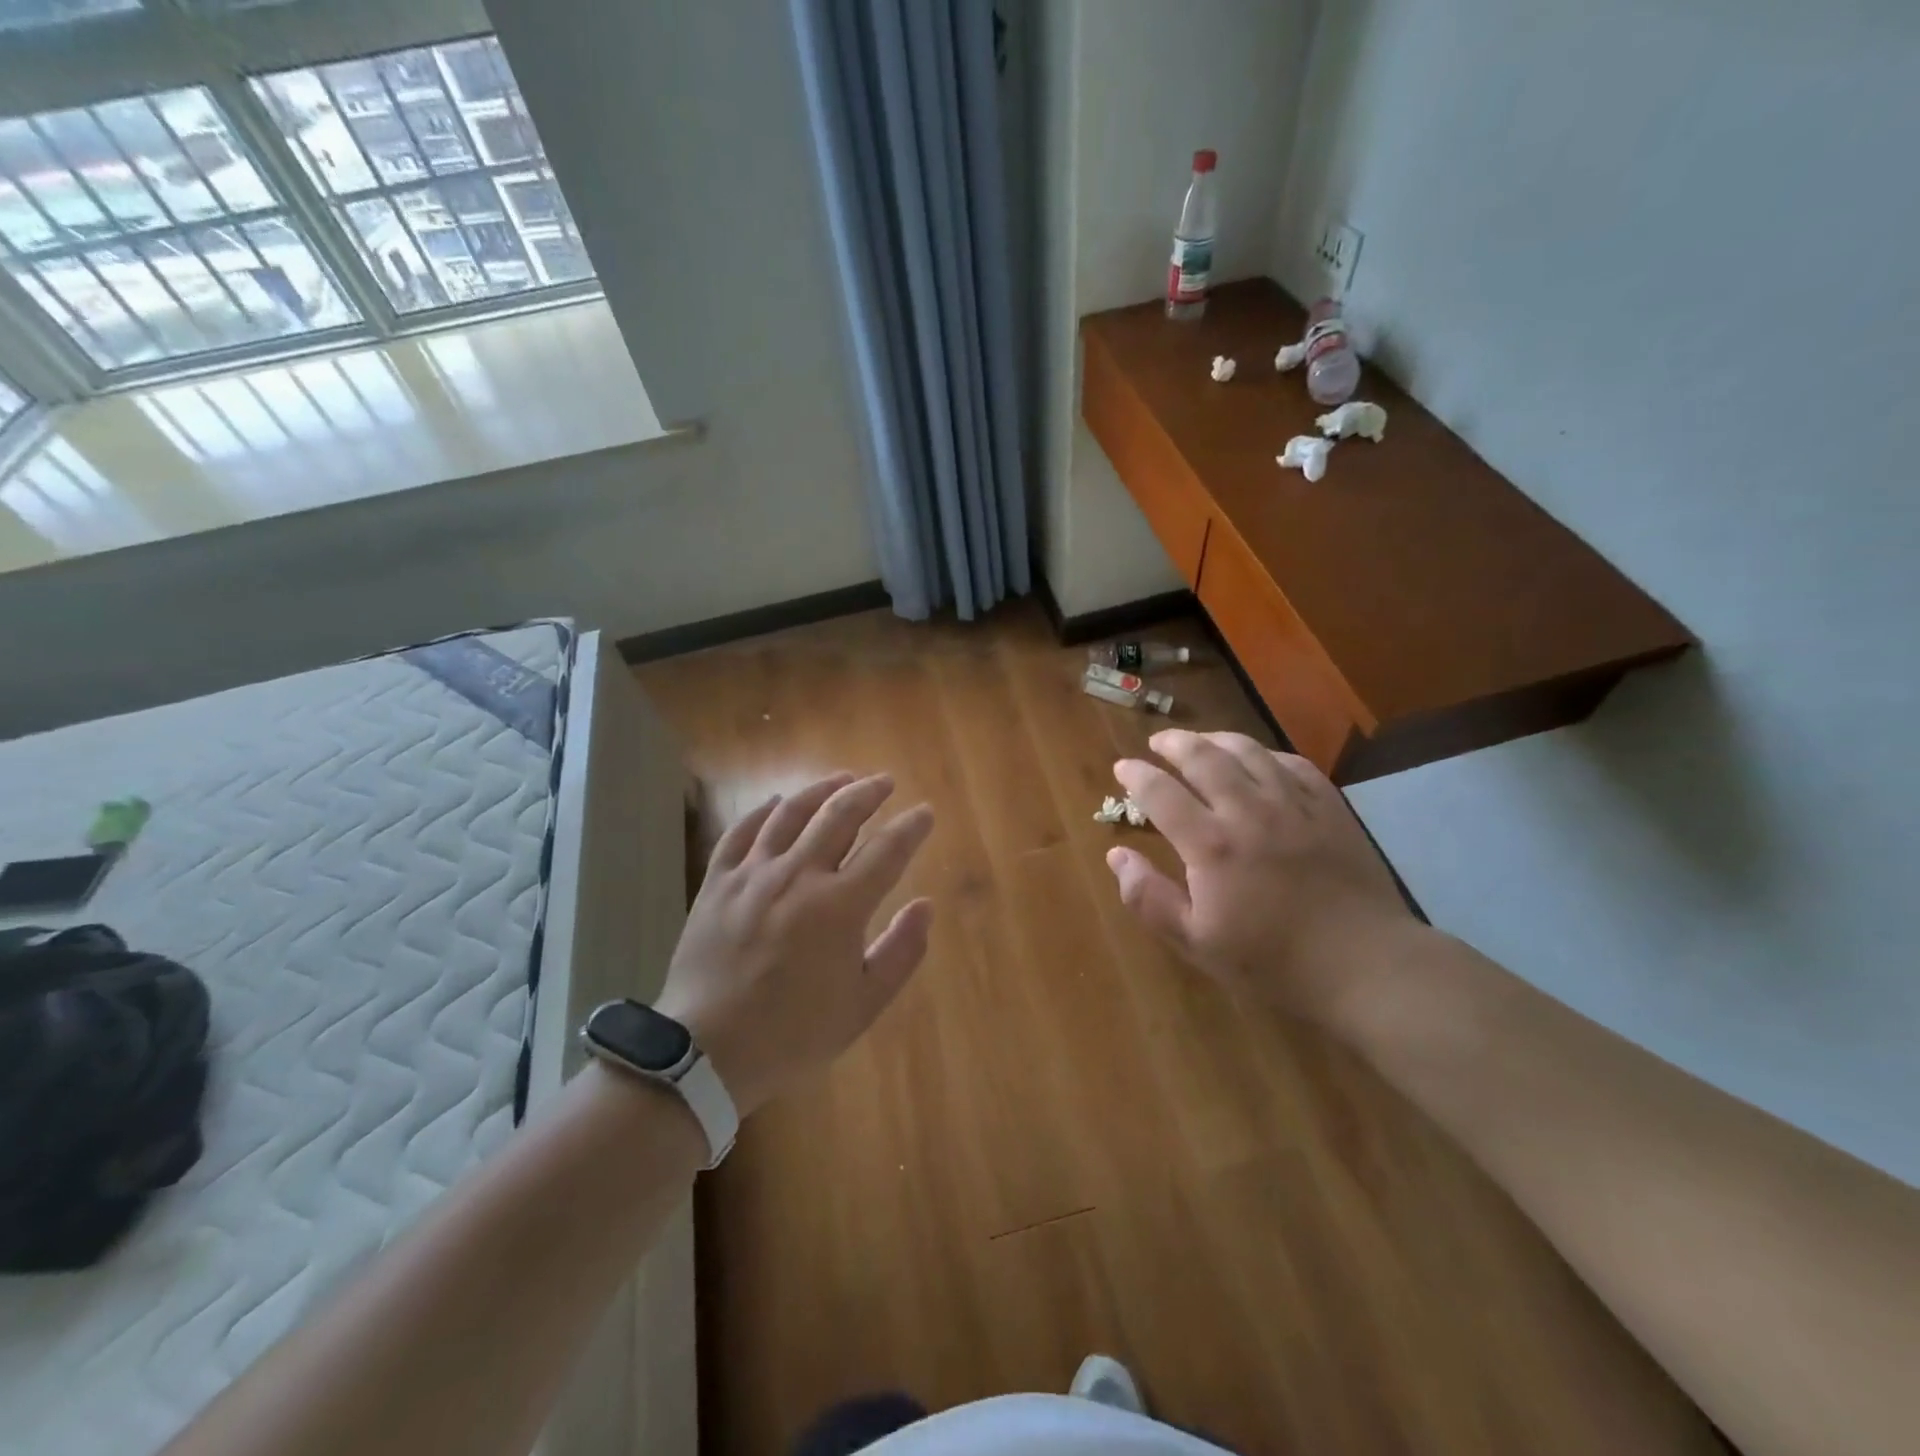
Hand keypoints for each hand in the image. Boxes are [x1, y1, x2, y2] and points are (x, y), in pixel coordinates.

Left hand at [653, 773, 934, 1116]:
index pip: (887, 850)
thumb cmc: (794, 1033)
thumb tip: (925, 906)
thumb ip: (901, 952)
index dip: (910, 827)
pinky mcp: (717, 883)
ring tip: (841, 778)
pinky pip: (741, 832)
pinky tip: (777, 802)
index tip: (924, 812)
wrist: (706, 1053)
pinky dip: (763, 811)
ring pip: (791, 813)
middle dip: (868, 793)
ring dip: (821, 790)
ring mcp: (753, 875)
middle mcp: (798, 876)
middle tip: (885, 782)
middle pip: (839, 816)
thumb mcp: (863, 1005)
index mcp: (840, 906)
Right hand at [1106, 730, 1421, 1024]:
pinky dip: (1268, 754)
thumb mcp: (1195, 941)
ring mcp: (1293, 804)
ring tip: (1202, 741)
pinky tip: (1261, 760)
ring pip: (1249, 751)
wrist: (1364, 964)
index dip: (1136, 774)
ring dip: (1217, 739)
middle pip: (1204, 757)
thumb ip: (1148, 898)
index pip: (1160, 792)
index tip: (1122, 767)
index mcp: (1210, 844)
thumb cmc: (1271, 960)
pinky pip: (1294, 764)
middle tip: (1158, 743)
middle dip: (1174, 743)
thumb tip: (1116, 856)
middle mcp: (1248, 810)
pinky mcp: (1330, 808)